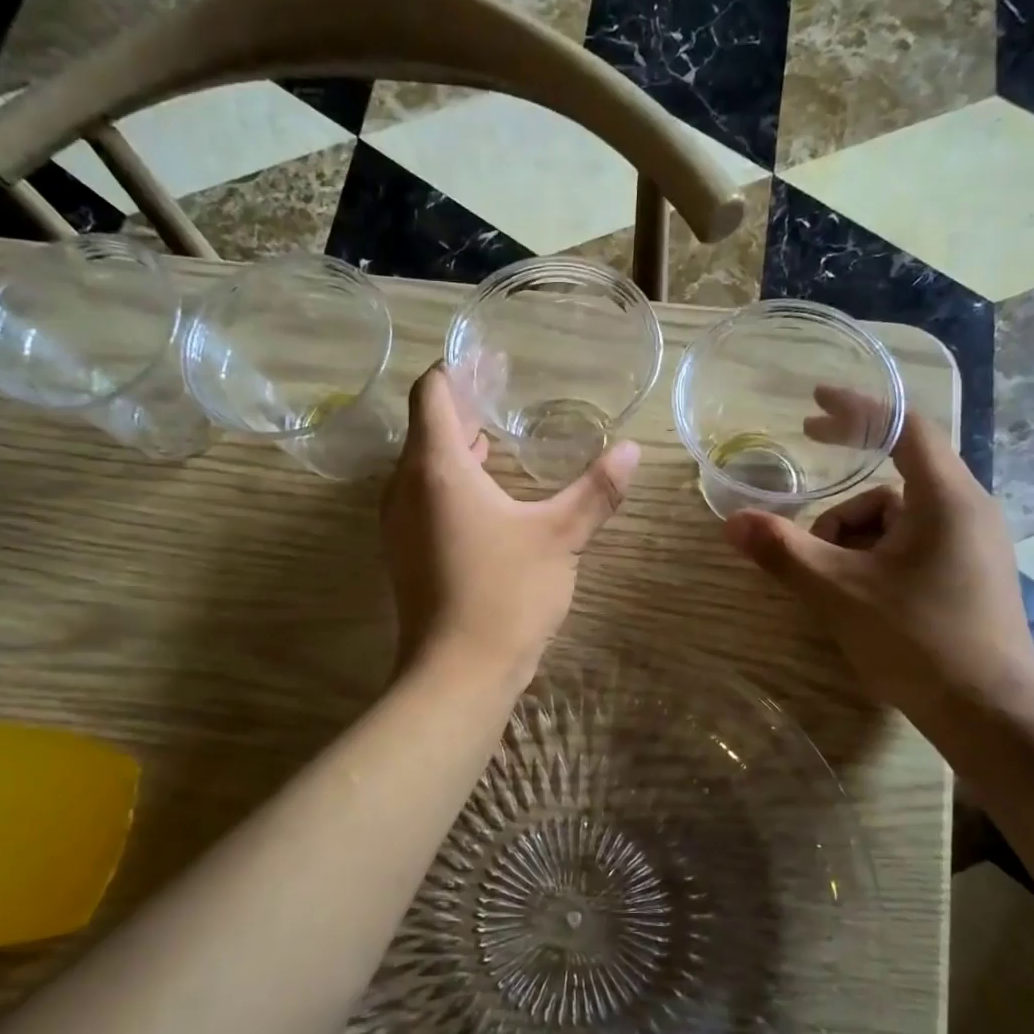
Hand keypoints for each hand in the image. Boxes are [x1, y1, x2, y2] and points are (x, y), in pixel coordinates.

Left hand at [381, 365, 639, 690]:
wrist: (457, 673)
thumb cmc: (505, 594)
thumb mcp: (560, 538)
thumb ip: (596, 490)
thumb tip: (633, 450)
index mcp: (436, 468)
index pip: (433, 393)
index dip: (458, 369)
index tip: (492, 360)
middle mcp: (406, 487)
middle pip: (428, 427)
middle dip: (465, 407)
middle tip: (507, 393)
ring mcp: (400, 523)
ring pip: (425, 466)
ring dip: (458, 447)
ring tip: (500, 437)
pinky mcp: (407, 552)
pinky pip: (425, 498)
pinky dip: (453, 482)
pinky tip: (490, 495)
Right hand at [724, 394, 1033, 715]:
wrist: (990, 714)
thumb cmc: (918, 641)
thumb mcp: (839, 593)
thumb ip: (783, 552)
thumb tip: (732, 521)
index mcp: (945, 498)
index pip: (904, 426)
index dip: (858, 407)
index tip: (815, 401)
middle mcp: (968, 509)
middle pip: (893, 479)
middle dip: (841, 495)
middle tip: (801, 500)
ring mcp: (973, 545)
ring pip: (899, 519)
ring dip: (854, 539)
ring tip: (831, 582)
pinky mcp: (970, 575)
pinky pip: (914, 545)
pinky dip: (876, 558)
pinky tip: (858, 596)